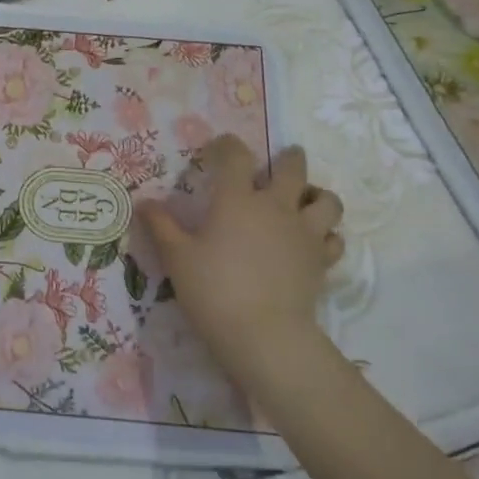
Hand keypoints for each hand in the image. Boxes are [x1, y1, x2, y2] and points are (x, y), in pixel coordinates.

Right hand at [139, 137, 343, 389]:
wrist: (263, 333)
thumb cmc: (213, 290)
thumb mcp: (177, 258)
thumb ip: (161, 226)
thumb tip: (144, 202)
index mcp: (237, 200)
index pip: (236, 156)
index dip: (227, 145)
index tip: (219, 146)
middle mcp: (276, 207)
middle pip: (293, 169)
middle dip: (289, 159)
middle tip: (282, 159)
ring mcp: (304, 233)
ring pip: (327, 201)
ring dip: (317, 194)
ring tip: (306, 199)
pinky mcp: (321, 260)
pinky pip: (334, 239)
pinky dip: (326, 235)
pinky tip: (315, 241)